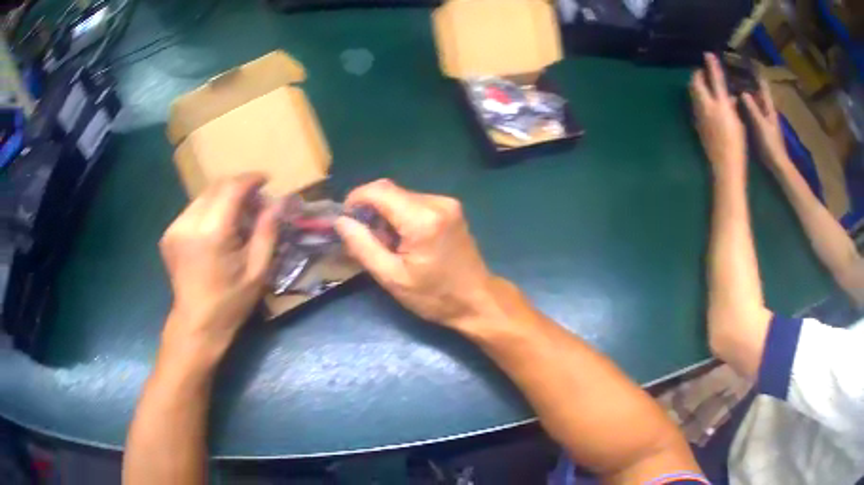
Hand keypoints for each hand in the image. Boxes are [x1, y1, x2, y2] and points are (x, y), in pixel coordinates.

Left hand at [159, 173, 278, 349]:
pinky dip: (210, 209)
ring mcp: (175, 227)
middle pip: (216, 187)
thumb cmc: (231, 302)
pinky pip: (193, 209)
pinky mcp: (169, 233)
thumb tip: (280, 201)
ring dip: (223, 197)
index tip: (266, 180)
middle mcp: (189, 223)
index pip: (231, 188)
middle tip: (255, 201)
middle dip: (238, 187)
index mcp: (212, 233)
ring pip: (204, 196)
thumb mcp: (257, 270)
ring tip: (238, 215)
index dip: (251, 179)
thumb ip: (267, 231)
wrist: (196, 324)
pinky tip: (218, 227)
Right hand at [335, 180, 495, 328]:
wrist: (477, 300)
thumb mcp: (392, 277)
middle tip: (366, 240)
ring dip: (386, 214)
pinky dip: (401, 215)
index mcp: (422, 219)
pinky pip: (415, 202)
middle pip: (390, 191)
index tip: (345, 220)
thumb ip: (363, 246)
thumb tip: (340, 221)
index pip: (379, 190)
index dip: (356, 199)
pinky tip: (404, 240)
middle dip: (371, 210)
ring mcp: (447, 203)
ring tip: (387, 245)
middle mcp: (437, 202)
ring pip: (401, 196)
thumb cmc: (434, 296)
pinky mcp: (451, 208)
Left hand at [690, 53, 746, 180]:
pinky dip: (698, 98)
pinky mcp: (696, 124)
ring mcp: (699, 116)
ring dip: (696, 85)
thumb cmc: (737, 145)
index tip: (708, 54)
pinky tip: (705, 102)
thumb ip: (731, 106)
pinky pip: (694, 104)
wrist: (725, 167)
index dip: (711, 66)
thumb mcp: (738, 122)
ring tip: (704, 85)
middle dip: (698, 75)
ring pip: (693, 93)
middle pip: (696, 83)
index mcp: (720, 106)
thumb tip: (727, 97)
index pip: (715, 80)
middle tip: (704, 73)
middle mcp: (706, 107)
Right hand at [742, 78, 787, 167]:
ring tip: (733, 84)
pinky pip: (752, 110)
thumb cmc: (771, 145)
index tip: (748, 61)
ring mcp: (765, 119)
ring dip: (746, 92)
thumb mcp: (761, 125)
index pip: (762, 85)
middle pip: (758, 91)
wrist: (778, 165)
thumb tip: (742, 92)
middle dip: (748, 80)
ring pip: (755, 100)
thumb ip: (752, 109)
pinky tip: (738, 104)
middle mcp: (767, 109)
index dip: (756, 73)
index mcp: (768, 107)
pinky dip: (746, 104)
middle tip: (734, 70)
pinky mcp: (761, 127)